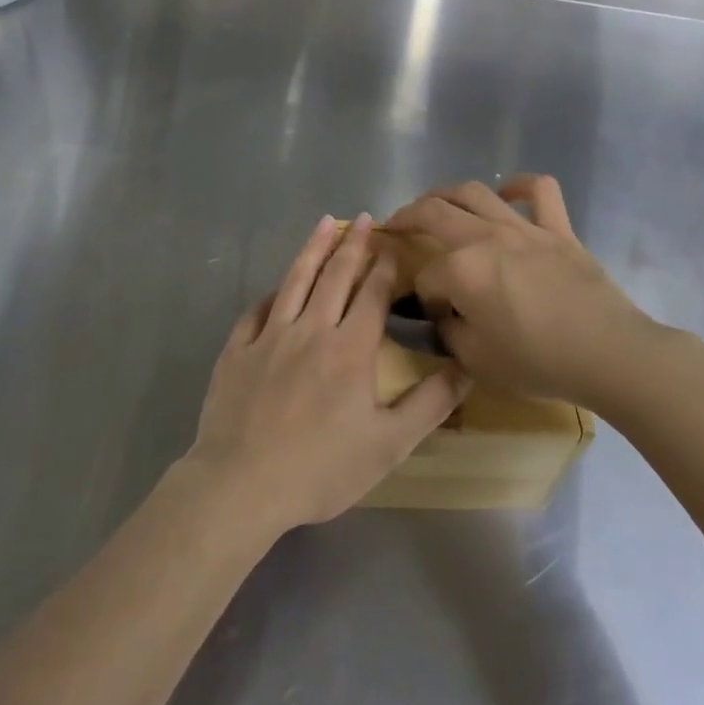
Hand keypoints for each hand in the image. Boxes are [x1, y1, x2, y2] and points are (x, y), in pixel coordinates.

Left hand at [186, 214, 469, 535]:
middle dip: (353, 245)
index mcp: (350, 349)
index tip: (392, 247)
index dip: (384, 269)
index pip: (372, 295)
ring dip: (312, 250)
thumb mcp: (389, 446)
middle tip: (364, 219)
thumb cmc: (321, 469)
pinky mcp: (236, 350)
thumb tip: (466, 368)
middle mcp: (310, 330)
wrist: (242, 485)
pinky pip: (255, 311)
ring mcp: (269, 337)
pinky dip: (270, 294)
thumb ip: (430, 404)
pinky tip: (276, 287)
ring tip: (324, 224)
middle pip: (335, 277)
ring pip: (294, 281)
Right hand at [385, 175, 698, 406]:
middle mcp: (485, 238)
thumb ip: (450, 333)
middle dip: (407, 217)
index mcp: (461, 270)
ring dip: (446, 192)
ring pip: (475, 192)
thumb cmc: (538, 362)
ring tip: (435, 201)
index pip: (426, 276)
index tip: (432, 315)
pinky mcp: (558, 230)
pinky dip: (521, 186)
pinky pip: (540, 191)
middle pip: (433, 213)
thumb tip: (444, 315)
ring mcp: (523, 228)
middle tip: (396, 225)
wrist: (608, 353)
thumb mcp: (477, 361)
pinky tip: (508, 193)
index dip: (422, 295)